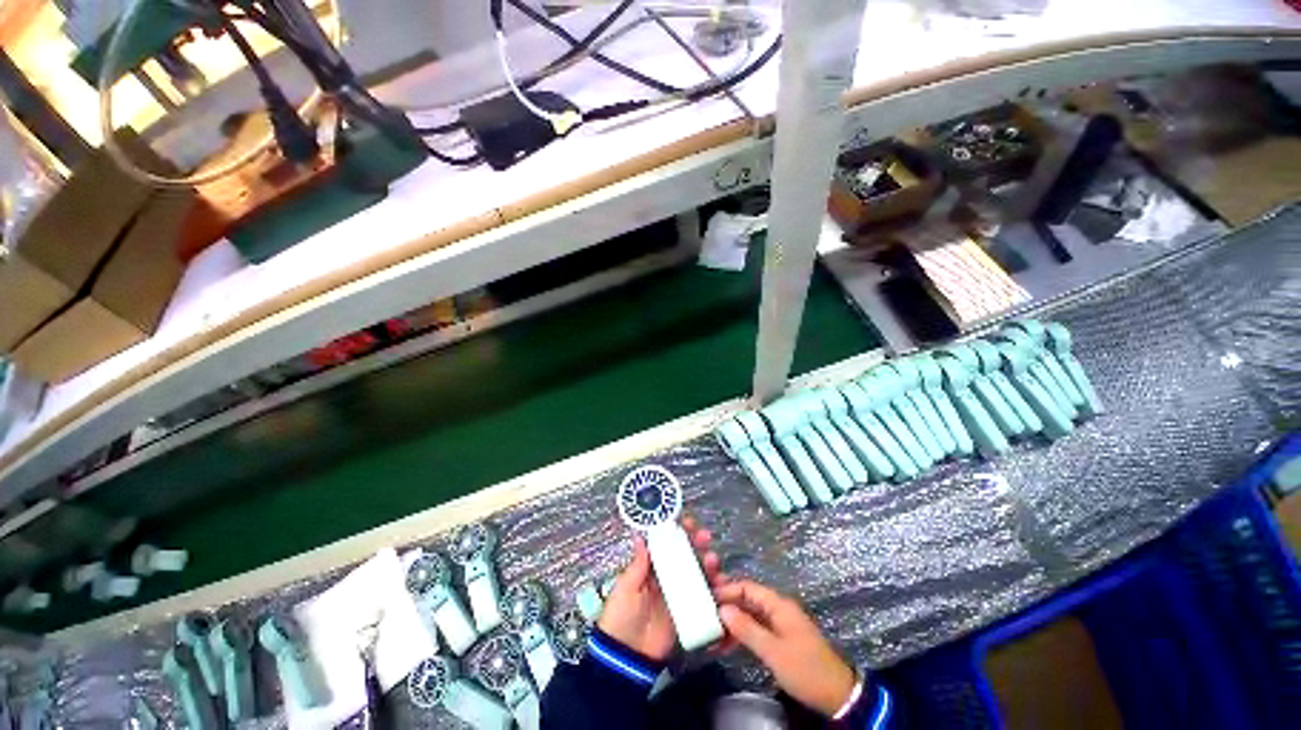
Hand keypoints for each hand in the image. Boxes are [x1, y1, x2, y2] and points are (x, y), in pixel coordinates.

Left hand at [598, 516, 724, 660]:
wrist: (627, 656)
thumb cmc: (621, 616)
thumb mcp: (626, 587)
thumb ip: (638, 563)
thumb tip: (640, 535)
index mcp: (649, 568)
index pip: (665, 545)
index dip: (676, 532)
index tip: (687, 521)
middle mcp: (665, 577)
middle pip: (683, 555)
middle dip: (695, 543)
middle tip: (704, 536)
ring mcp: (677, 594)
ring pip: (695, 572)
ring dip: (706, 562)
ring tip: (713, 559)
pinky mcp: (687, 612)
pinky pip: (702, 596)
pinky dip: (712, 587)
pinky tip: (720, 581)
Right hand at [714, 580, 857, 717]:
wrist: (837, 694)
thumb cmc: (805, 668)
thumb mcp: (773, 651)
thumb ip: (747, 629)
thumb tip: (722, 609)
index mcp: (779, 605)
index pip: (747, 587)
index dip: (727, 590)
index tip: (707, 599)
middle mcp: (778, 609)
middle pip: (748, 600)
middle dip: (727, 607)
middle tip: (706, 617)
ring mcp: (780, 624)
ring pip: (750, 615)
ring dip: (733, 623)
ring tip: (713, 635)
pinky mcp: (781, 638)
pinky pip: (757, 628)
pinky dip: (742, 634)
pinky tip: (727, 644)